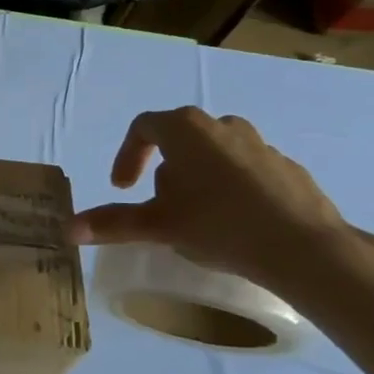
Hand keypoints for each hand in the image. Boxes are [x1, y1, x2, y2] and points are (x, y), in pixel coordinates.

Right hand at [68, 107, 352, 289]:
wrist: (305, 247)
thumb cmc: (219, 224)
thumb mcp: (158, 225)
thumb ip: (112, 223)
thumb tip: (68, 229)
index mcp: (187, 129)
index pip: (143, 128)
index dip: (127, 156)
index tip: (123, 188)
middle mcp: (223, 126)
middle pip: (181, 140)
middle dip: (164, 170)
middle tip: (161, 205)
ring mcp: (262, 145)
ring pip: (217, 154)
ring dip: (199, 178)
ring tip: (198, 215)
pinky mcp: (289, 169)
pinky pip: (248, 171)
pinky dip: (233, 189)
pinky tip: (236, 224)